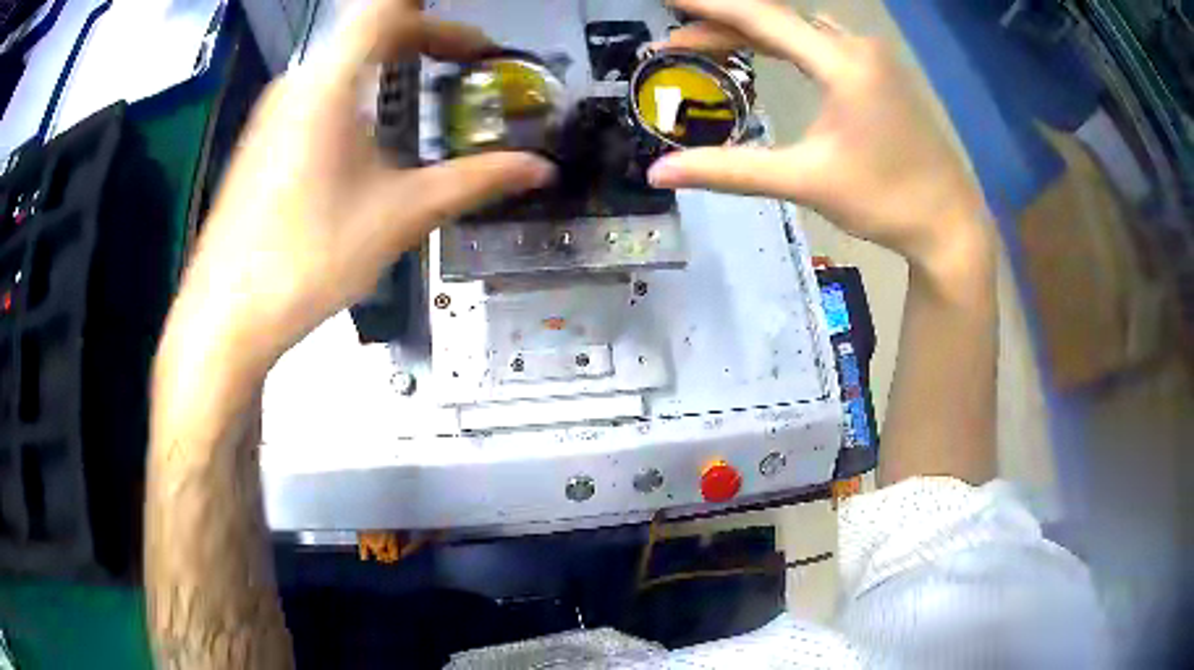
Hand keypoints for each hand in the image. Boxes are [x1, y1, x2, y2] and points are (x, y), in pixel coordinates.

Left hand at [172, 0, 552, 374]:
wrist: (226, 316)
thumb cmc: (308, 258)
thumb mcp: (400, 216)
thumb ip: (475, 182)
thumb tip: (541, 169)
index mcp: (330, 83)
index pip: (390, 10)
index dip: (441, 22)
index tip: (476, 50)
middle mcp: (298, 83)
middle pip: (368, 30)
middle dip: (423, 40)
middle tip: (464, 68)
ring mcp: (274, 112)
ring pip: (341, 63)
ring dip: (388, 68)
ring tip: (424, 100)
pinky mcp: (262, 141)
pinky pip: (318, 93)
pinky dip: (357, 94)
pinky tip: (369, 141)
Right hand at [647, 0, 984, 266]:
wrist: (949, 224)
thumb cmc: (885, 202)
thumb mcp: (805, 182)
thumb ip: (729, 170)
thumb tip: (657, 172)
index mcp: (842, 63)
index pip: (761, 18)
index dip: (708, 5)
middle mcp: (857, 46)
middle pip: (777, 20)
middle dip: (721, 27)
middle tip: (672, 46)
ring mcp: (872, 57)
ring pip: (799, 29)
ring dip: (752, 34)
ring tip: (708, 48)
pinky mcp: (880, 72)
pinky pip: (820, 42)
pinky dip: (784, 44)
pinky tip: (766, 56)